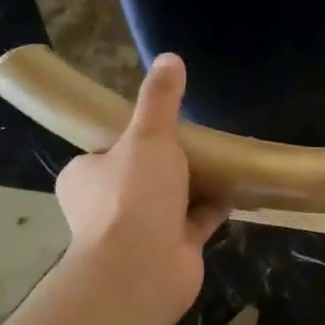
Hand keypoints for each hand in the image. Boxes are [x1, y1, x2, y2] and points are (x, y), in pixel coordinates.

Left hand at [54, 53, 228, 313]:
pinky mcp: (170, 250)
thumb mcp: (147, 135)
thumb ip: (159, 99)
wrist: (142, 268)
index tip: (161, 124)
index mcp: (86, 176)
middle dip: (169, 162)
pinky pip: (195, 222)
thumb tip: (169, 57)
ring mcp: (139, 231)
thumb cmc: (133, 195)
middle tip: (199, 139)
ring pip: (170, 200)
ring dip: (194, 185)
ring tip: (223, 159)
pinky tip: (238, 189)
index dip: (131, 136)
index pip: (106, 149)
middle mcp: (106, 205)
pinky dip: (214, 208)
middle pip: (141, 175)